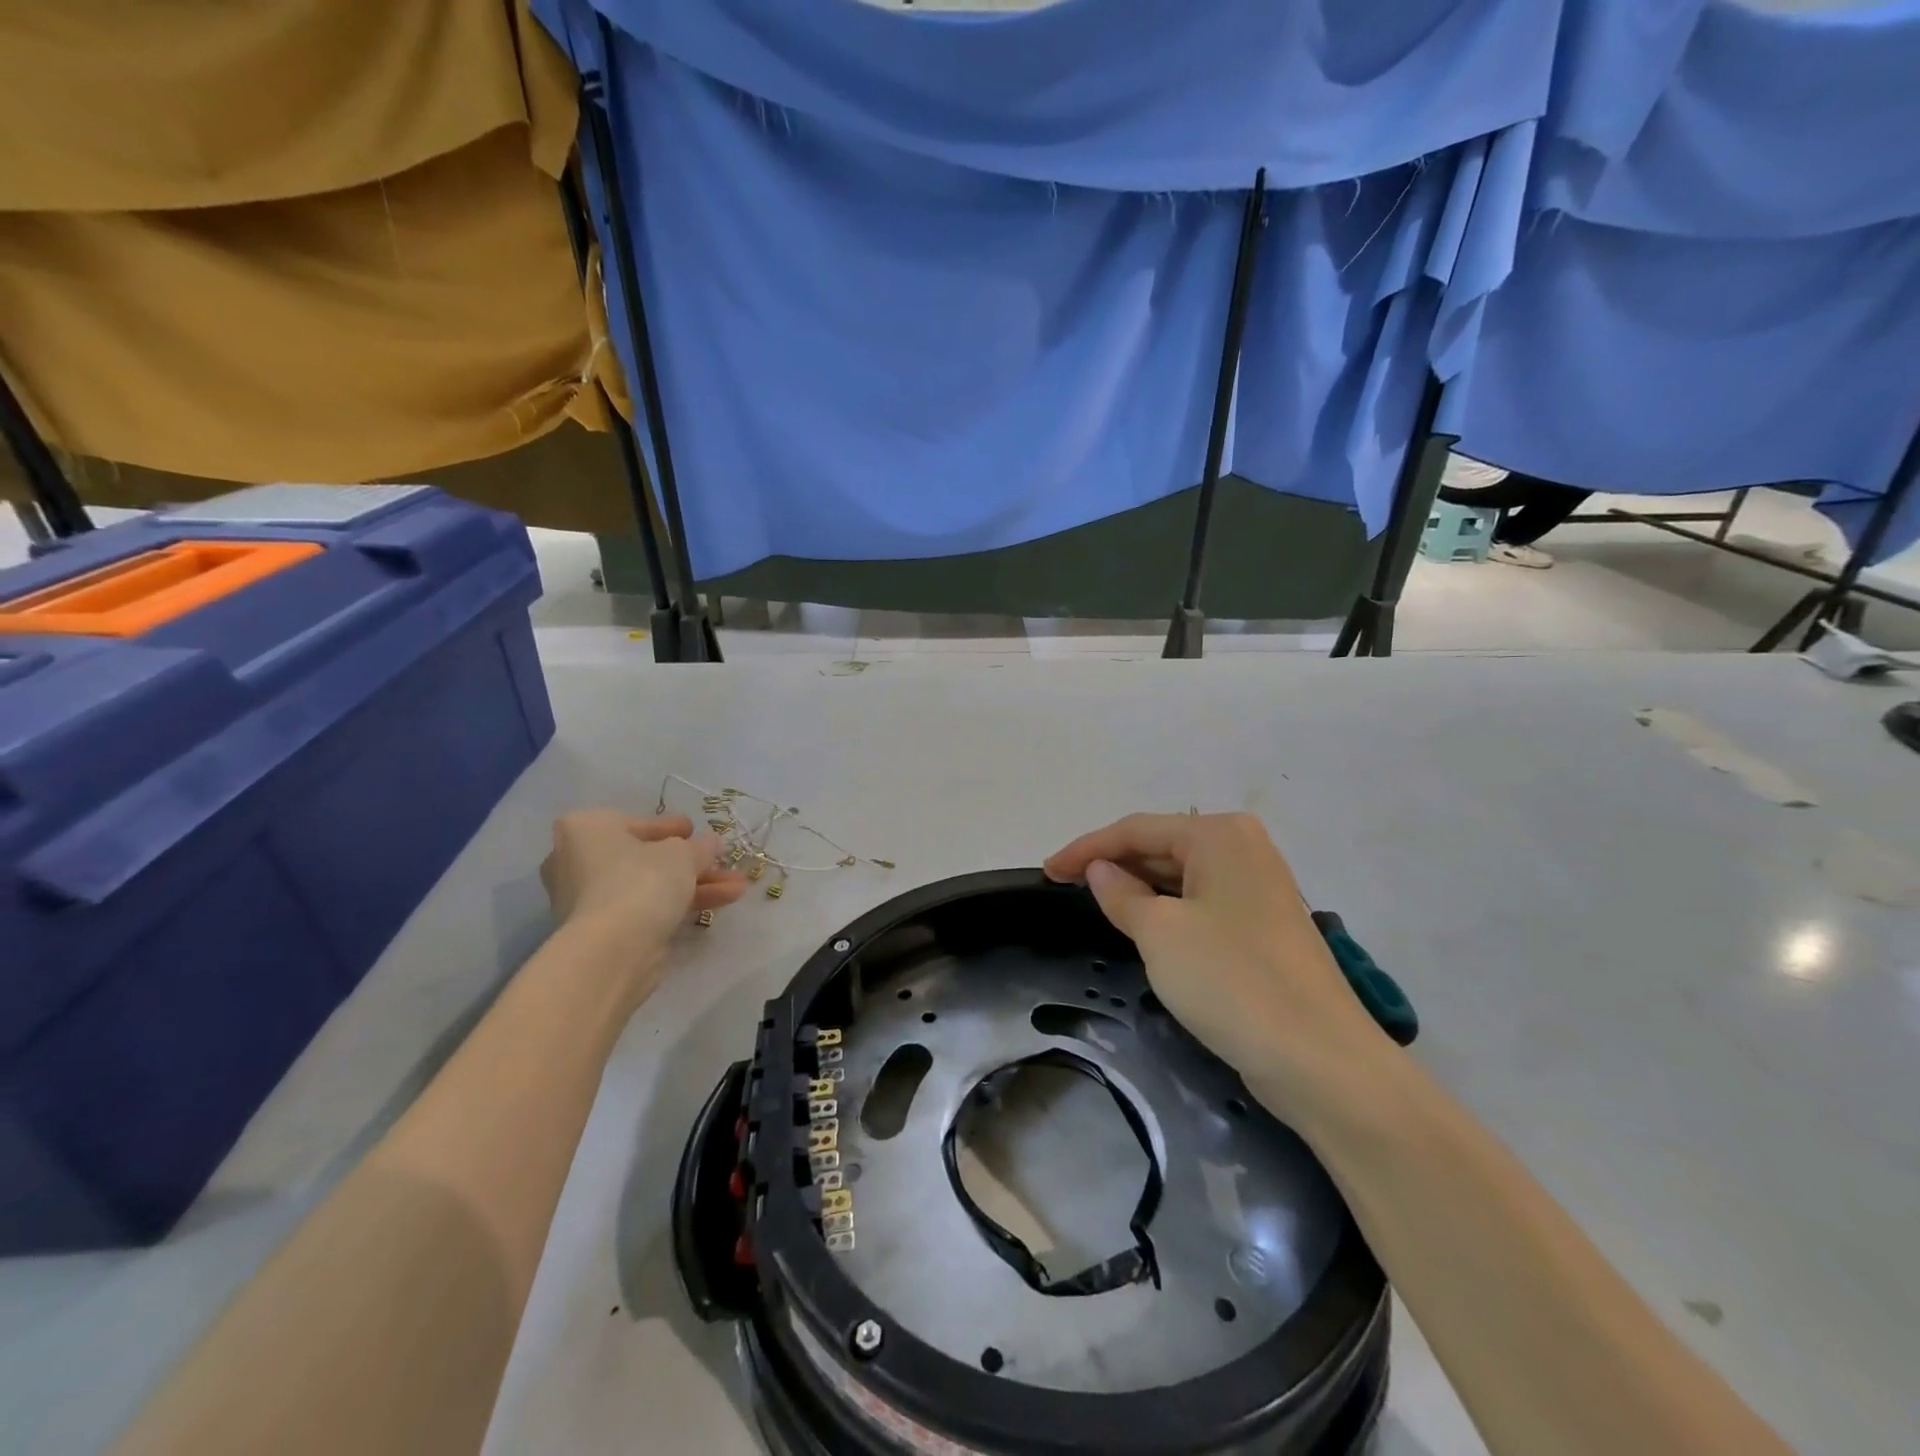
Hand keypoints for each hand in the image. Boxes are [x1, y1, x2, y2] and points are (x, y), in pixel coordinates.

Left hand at [541, 811, 746, 992]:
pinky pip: (648, 908)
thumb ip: (699, 846)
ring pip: (651, 885)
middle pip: (645, 857)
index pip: (636, 823)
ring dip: (696, 884)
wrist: (613, 950)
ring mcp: (589, 900)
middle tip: (720, 860)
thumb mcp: (682, 853)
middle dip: (689, 861)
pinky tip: (720, 903)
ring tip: (738, 887)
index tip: (694, 831)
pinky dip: (680, 904)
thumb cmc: (641, 881)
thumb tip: (711, 843)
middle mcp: (577, 861)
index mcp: (586, 829)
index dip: (670, 828)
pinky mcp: (604, 932)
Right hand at [1045, 813, 1393, 1117]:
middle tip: (1065, 887)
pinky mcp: (1264, 926)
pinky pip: (1201, 903)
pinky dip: (1167, 910)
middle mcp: (1243, 849)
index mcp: (1220, 835)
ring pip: (1181, 877)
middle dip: (1113, 865)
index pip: (1137, 830)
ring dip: (1138, 887)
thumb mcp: (1160, 933)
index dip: (1086, 848)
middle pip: (1161, 847)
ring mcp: (1259, 888)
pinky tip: (1143, 926)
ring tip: (1095, 904)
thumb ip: (1121, 894)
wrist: (1321, 1060)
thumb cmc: (1231, 980)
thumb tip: (1100, 871)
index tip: (1046, 870)